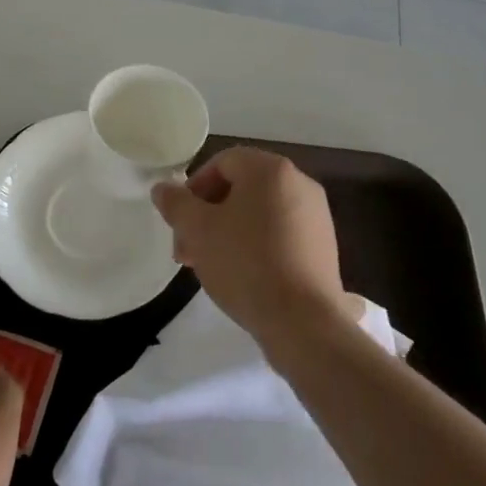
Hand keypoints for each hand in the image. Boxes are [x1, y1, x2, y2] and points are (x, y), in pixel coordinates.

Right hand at [153, 146, 347, 349]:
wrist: (304, 323)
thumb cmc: (246, 264)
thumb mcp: (198, 231)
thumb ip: (176, 203)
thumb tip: (162, 188)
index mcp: (270, 169)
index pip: (222, 162)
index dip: (194, 189)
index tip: (181, 223)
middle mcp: (298, 182)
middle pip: (240, 188)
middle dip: (208, 216)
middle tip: (188, 251)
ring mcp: (316, 216)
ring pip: (258, 213)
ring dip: (228, 233)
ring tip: (211, 268)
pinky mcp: (323, 247)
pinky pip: (280, 234)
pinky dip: (256, 246)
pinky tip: (242, 277)